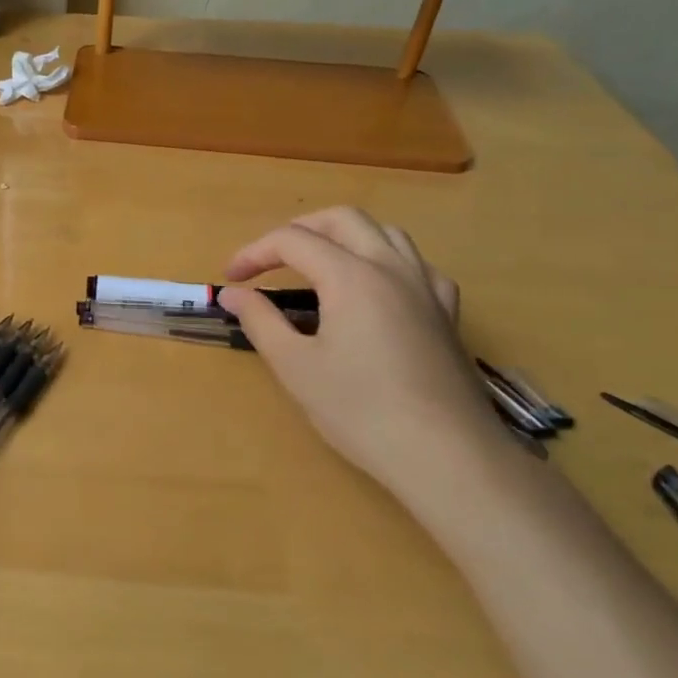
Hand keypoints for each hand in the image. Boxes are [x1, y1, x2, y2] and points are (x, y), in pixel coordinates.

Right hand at [217, 208, 503, 505]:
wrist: (447, 457)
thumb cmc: (361, 411)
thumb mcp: (295, 366)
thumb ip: (260, 320)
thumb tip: (232, 293)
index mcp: (351, 276)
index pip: (293, 241)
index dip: (254, 253)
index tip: (230, 280)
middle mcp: (392, 268)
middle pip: (342, 220)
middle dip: (299, 230)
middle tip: (269, 260)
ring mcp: (426, 288)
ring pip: (385, 233)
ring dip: (344, 237)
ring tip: (318, 266)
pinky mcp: (446, 313)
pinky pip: (415, 265)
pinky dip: (385, 261)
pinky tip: (376, 289)